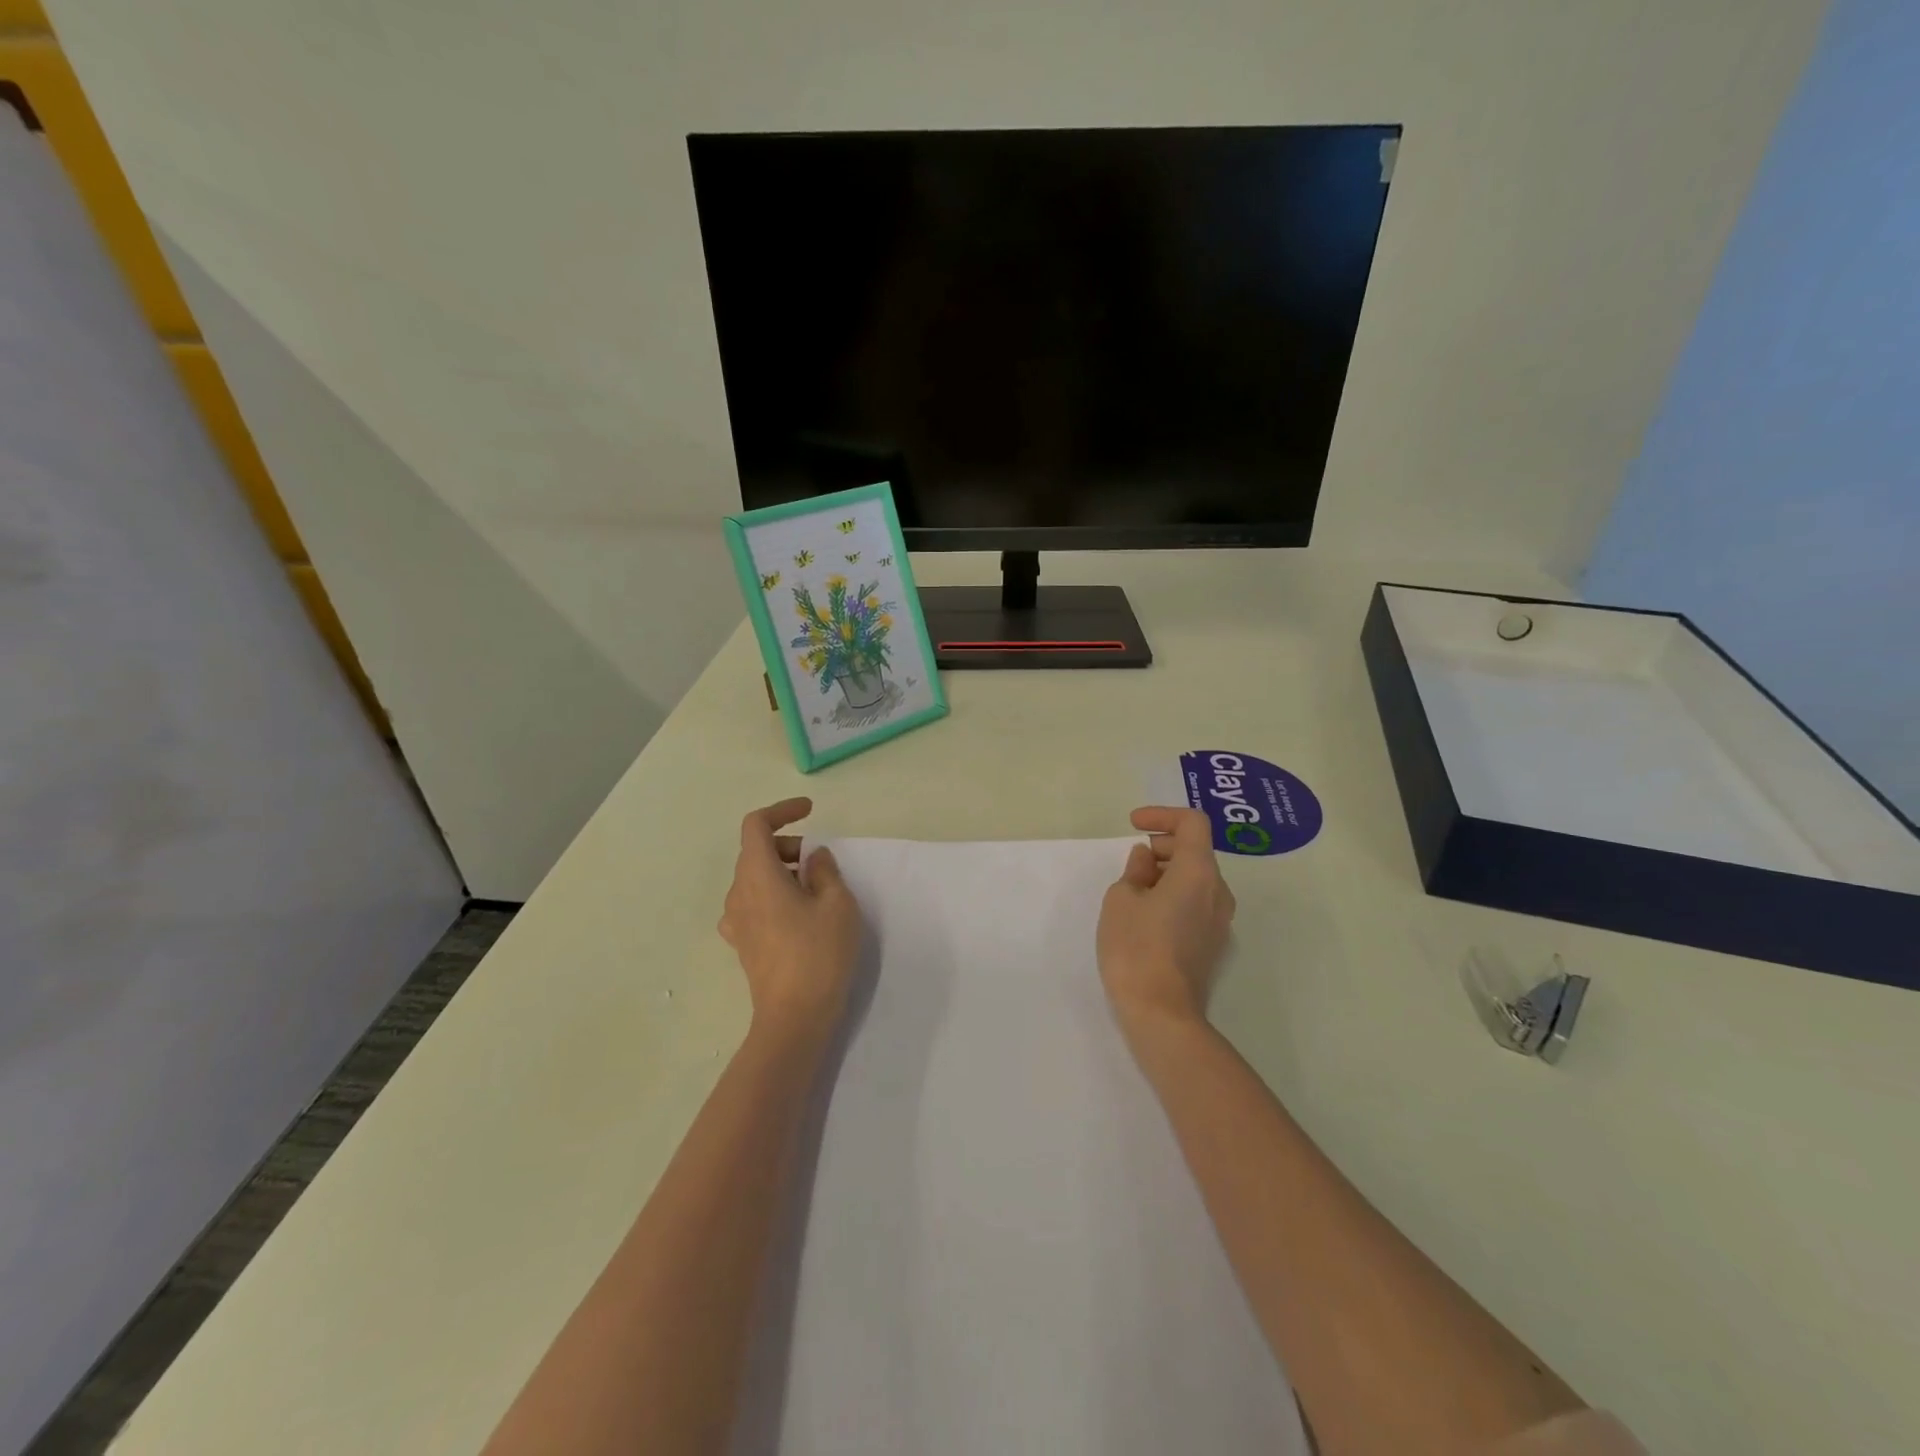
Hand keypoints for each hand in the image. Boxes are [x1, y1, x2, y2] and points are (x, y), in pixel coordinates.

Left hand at [718, 799, 862, 1044]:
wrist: (794, 1018)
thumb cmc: (818, 953)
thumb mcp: (837, 904)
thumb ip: (824, 871)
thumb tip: (813, 858)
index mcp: (757, 875)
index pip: (755, 825)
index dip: (782, 810)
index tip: (809, 811)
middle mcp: (738, 893)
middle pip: (755, 851)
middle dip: (789, 845)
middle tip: (822, 862)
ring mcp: (736, 921)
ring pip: (755, 878)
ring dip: (783, 872)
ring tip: (817, 891)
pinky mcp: (743, 944)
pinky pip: (754, 903)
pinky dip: (776, 895)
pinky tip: (799, 915)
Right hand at [1097, 807, 1236, 1031]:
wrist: (1161, 1013)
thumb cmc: (1136, 947)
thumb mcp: (1121, 899)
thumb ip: (1135, 870)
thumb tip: (1147, 861)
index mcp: (1198, 872)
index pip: (1193, 823)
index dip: (1162, 815)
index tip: (1134, 825)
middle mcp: (1218, 891)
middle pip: (1196, 850)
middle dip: (1162, 846)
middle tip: (1130, 864)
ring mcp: (1220, 920)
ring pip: (1196, 878)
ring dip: (1167, 872)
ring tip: (1134, 891)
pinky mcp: (1214, 943)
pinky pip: (1196, 902)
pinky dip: (1174, 894)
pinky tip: (1147, 915)